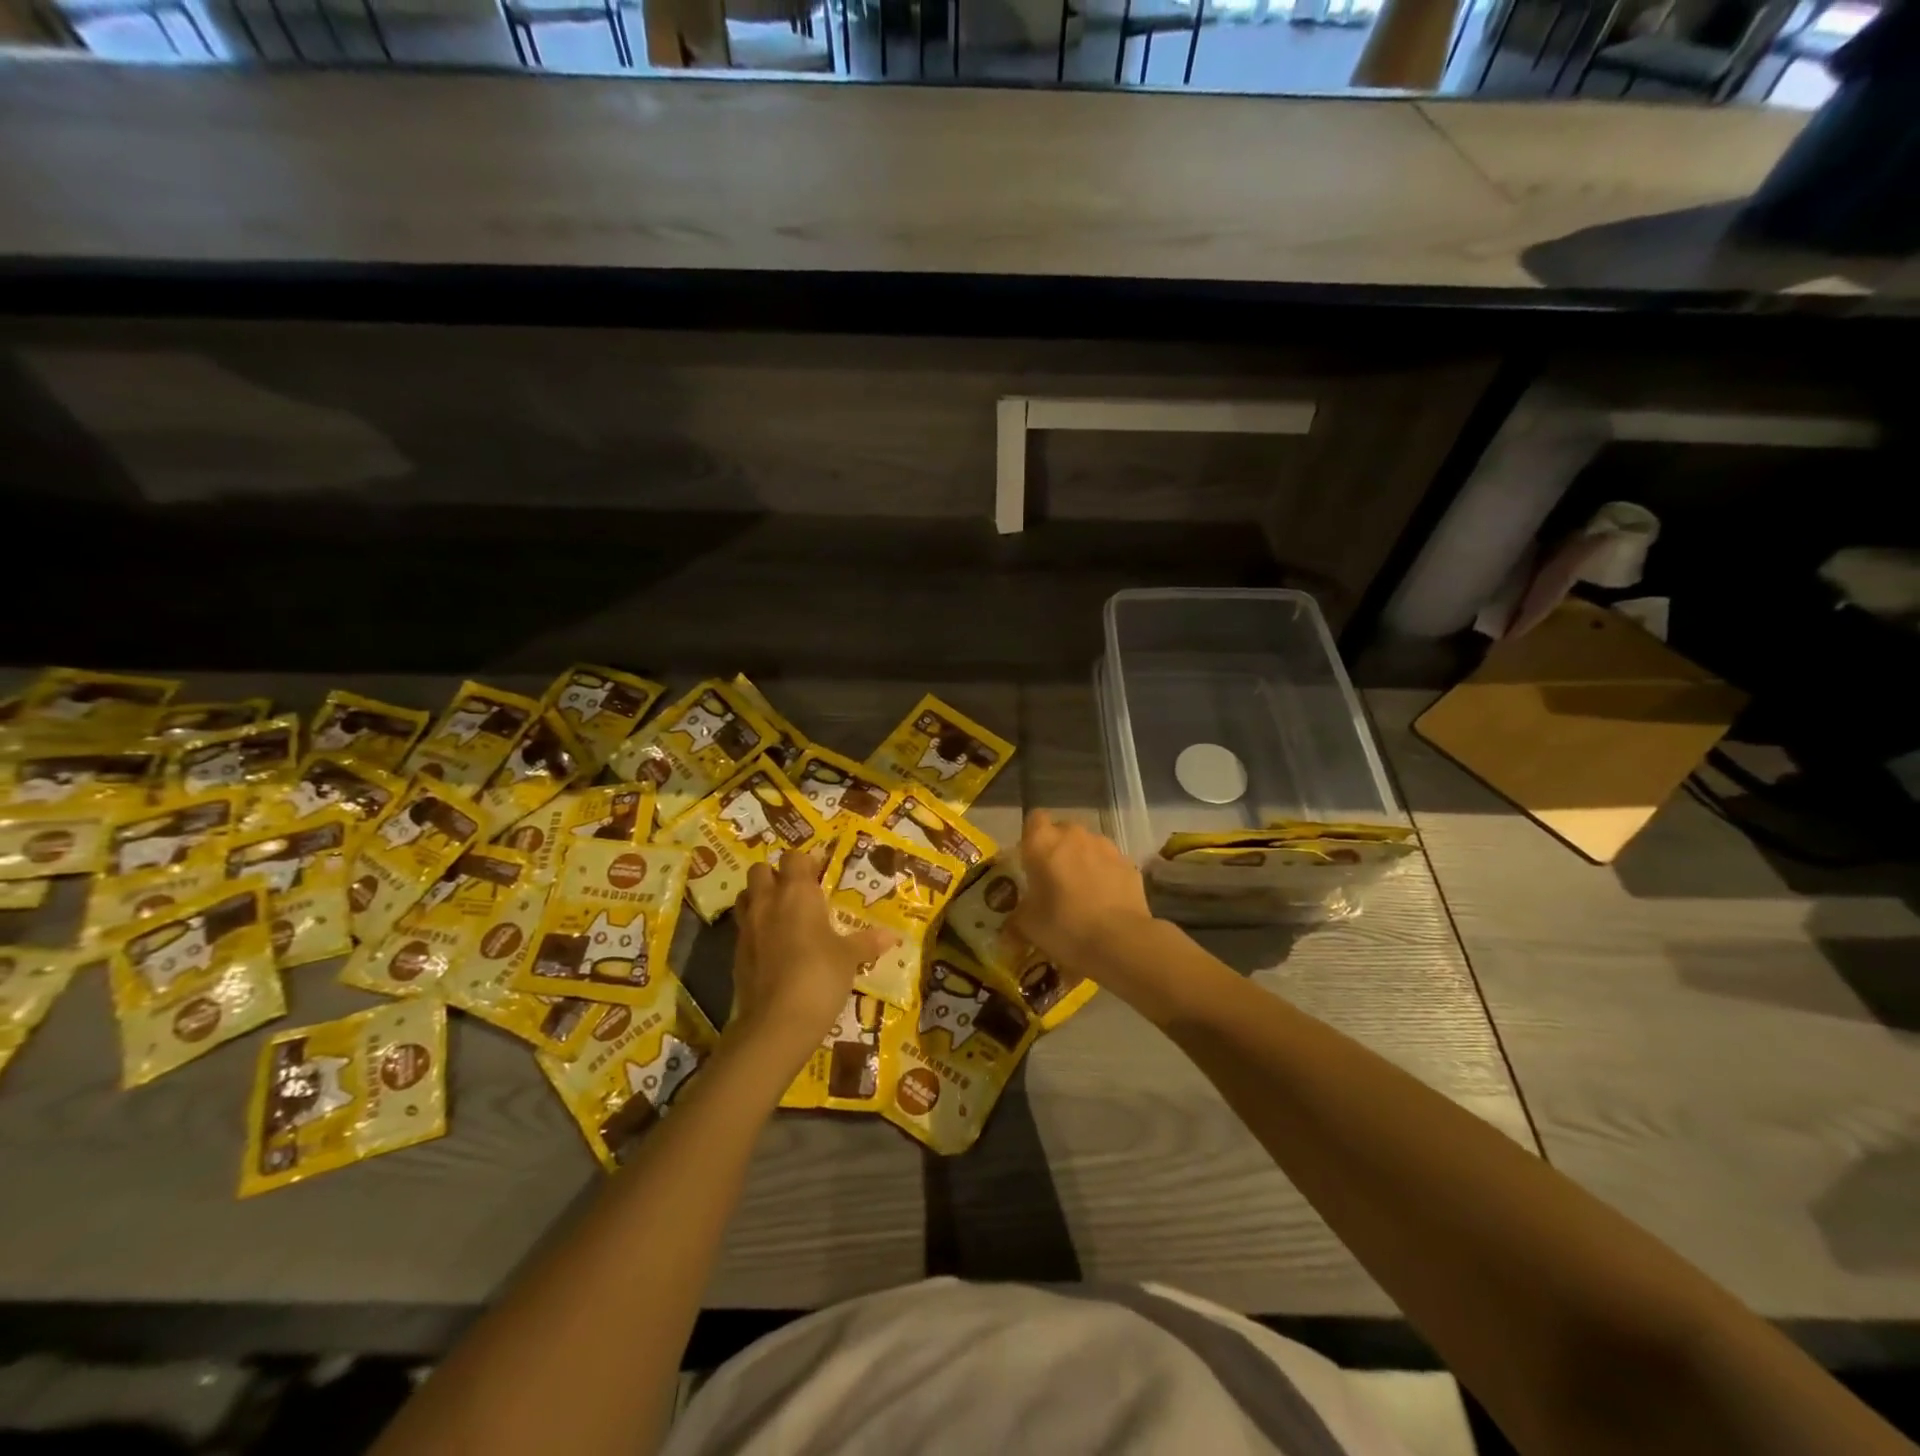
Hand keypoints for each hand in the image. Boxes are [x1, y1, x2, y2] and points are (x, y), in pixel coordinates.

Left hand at [728, 850, 896, 1068]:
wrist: (776, 1022)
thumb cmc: (819, 976)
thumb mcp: (849, 958)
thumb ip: (867, 942)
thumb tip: (891, 936)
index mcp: (796, 893)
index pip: (794, 858)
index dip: (806, 862)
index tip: (821, 873)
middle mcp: (767, 902)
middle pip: (759, 870)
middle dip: (775, 875)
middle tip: (796, 892)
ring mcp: (747, 928)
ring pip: (745, 897)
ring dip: (759, 899)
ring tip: (781, 915)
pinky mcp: (736, 955)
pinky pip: (743, 929)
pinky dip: (755, 930)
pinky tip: (773, 948)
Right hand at [1009, 810, 1154, 968]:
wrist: (1120, 941)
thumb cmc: (1064, 926)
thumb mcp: (1028, 926)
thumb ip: (1017, 917)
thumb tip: (1011, 926)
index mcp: (1042, 843)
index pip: (1034, 819)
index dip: (1032, 837)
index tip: (1030, 860)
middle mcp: (1074, 835)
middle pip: (1062, 832)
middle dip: (1058, 850)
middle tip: (1054, 880)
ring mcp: (1105, 847)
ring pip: (1088, 846)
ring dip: (1083, 861)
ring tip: (1082, 893)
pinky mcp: (1129, 863)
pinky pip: (1109, 863)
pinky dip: (1105, 875)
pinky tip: (1105, 902)